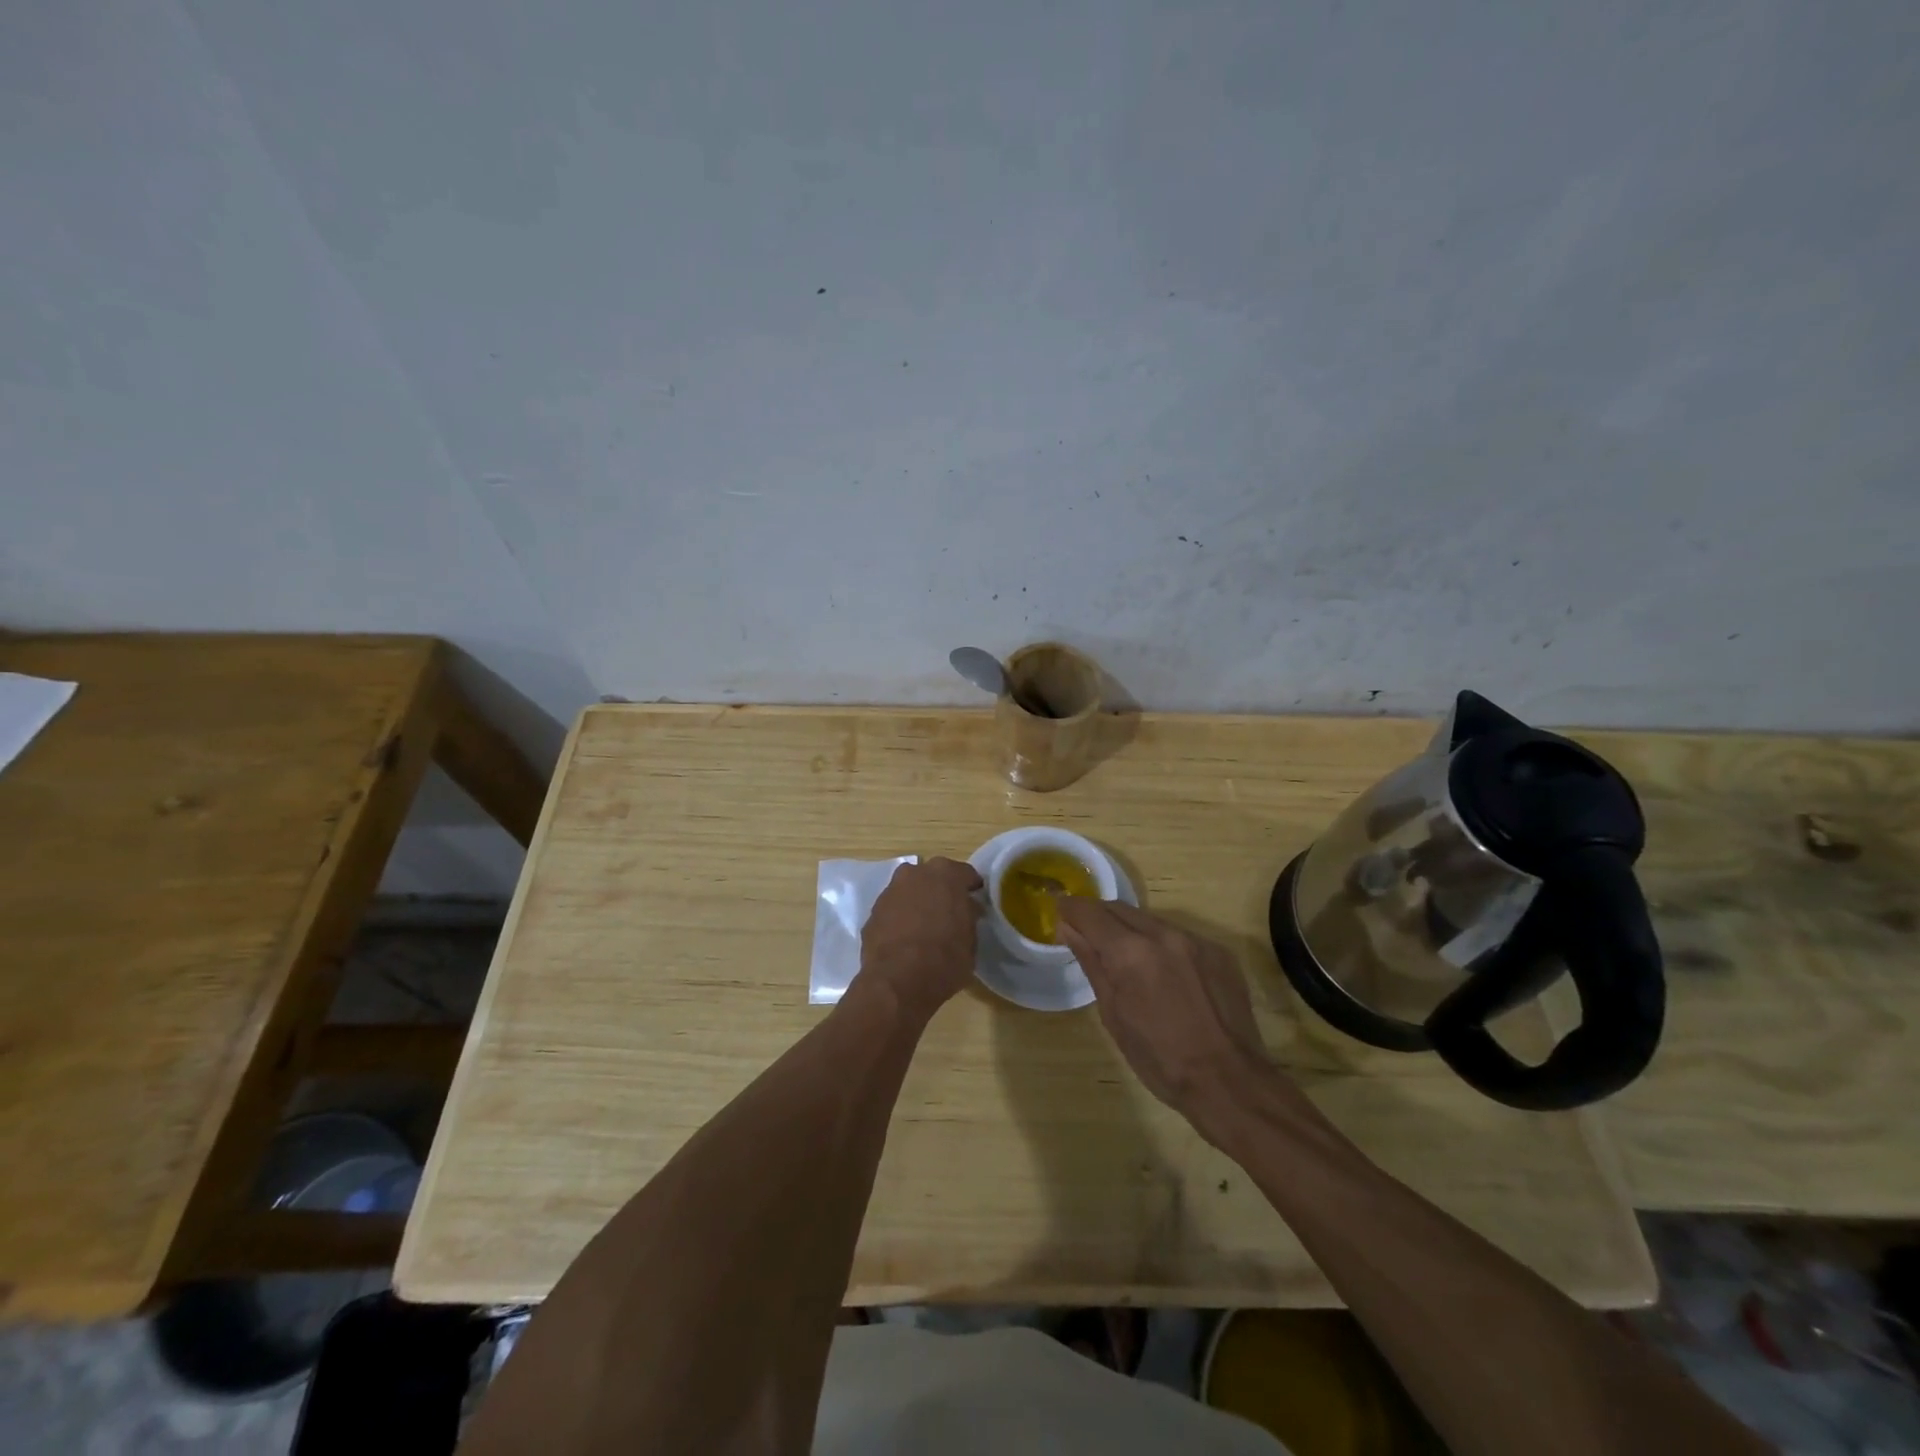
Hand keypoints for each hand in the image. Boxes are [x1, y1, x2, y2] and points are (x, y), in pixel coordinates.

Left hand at [856, 857, 982, 1021]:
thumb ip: (968, 917)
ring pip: (909, 891)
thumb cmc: (945, 958)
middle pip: (932, 877)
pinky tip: (905, 940)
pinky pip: (893, 910)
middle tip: (949, 913)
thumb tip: (966, 911)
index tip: (975, 903)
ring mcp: (890, 891)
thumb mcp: (971, 940)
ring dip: (917, 903)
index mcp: (945, 874)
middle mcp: (915, 873)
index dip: (971, 889)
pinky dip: (899, 919)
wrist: (898, 980)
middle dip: (941, 891)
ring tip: (925, 928)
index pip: (965, 874)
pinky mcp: (872, 912)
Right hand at [1055, 898, 1278, 1131]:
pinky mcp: (1218, 951)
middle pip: (1120, 909)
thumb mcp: (1113, 1015)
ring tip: (1124, 956)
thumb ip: (1091, 963)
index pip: (1091, 913)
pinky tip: (1163, 972)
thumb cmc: (1160, 1059)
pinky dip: (1161, 945)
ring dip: (1131, 930)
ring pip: (1150, 921)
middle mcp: (1163, 934)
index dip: (1070, 908)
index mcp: (1131, 952)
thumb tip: (1068, 928)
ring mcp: (1195, 940)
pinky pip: (1179, 937)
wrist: (1230, 1082)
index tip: (1058, 909)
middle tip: (1085, 931)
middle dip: (1098, 916)